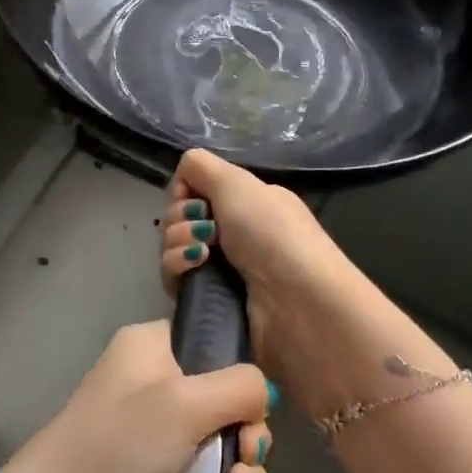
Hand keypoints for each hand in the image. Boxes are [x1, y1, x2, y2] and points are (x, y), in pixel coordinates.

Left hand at [4, 320, 274, 472]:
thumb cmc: (119, 446)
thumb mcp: (184, 404)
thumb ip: (238, 387)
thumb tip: (264, 389)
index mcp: (152, 347)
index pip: (213, 343)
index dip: (241, 379)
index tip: (252, 414)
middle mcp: (154, 383)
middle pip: (225, 403)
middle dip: (247, 441)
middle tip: (244, 467)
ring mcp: (153, 435)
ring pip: (221, 448)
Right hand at [159, 149, 359, 417]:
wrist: (298, 305)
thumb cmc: (273, 235)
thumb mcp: (239, 184)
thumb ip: (201, 167)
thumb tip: (182, 178)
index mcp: (247, 204)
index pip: (195, 190)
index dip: (185, 191)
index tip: (193, 198)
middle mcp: (234, 234)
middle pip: (180, 218)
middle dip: (180, 218)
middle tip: (205, 228)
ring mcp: (220, 270)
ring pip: (173, 247)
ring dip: (177, 242)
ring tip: (202, 252)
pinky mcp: (208, 303)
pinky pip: (174, 279)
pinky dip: (178, 267)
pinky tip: (196, 267)